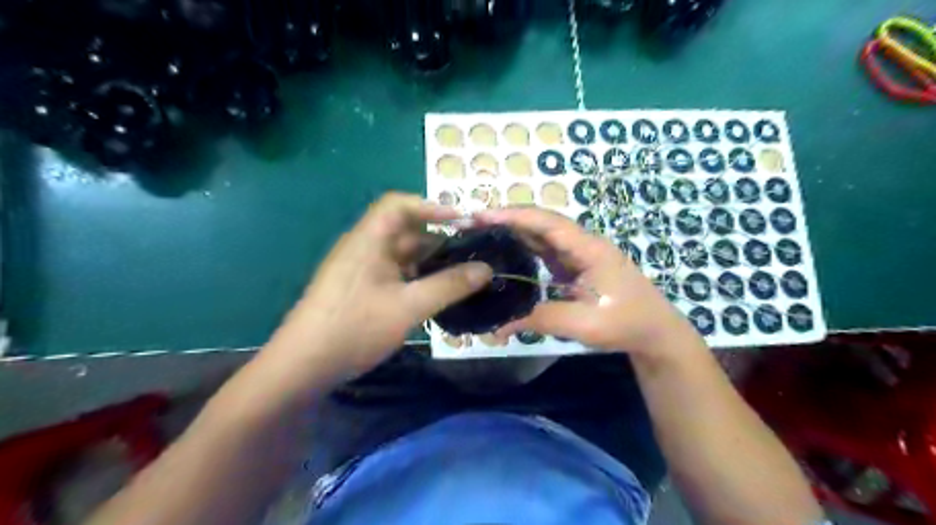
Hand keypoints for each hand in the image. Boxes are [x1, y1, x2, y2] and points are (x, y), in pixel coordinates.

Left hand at [271, 194, 493, 381]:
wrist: (303, 367)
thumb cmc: (355, 327)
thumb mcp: (409, 306)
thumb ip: (449, 285)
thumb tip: (486, 269)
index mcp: (368, 240)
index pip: (398, 205)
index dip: (431, 207)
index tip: (461, 222)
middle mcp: (363, 248)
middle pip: (403, 231)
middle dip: (438, 239)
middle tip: (471, 253)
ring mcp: (360, 270)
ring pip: (401, 256)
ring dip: (429, 262)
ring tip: (461, 275)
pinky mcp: (360, 290)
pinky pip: (394, 274)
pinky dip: (416, 278)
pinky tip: (436, 294)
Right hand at [477, 207, 701, 357]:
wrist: (655, 333)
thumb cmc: (627, 324)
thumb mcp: (586, 325)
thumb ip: (543, 319)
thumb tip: (501, 326)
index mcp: (589, 249)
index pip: (547, 223)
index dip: (514, 216)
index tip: (482, 216)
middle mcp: (582, 245)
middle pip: (541, 223)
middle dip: (507, 220)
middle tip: (473, 224)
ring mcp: (579, 255)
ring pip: (542, 235)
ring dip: (514, 232)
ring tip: (482, 234)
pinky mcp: (575, 267)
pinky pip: (545, 251)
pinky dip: (523, 248)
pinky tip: (506, 254)